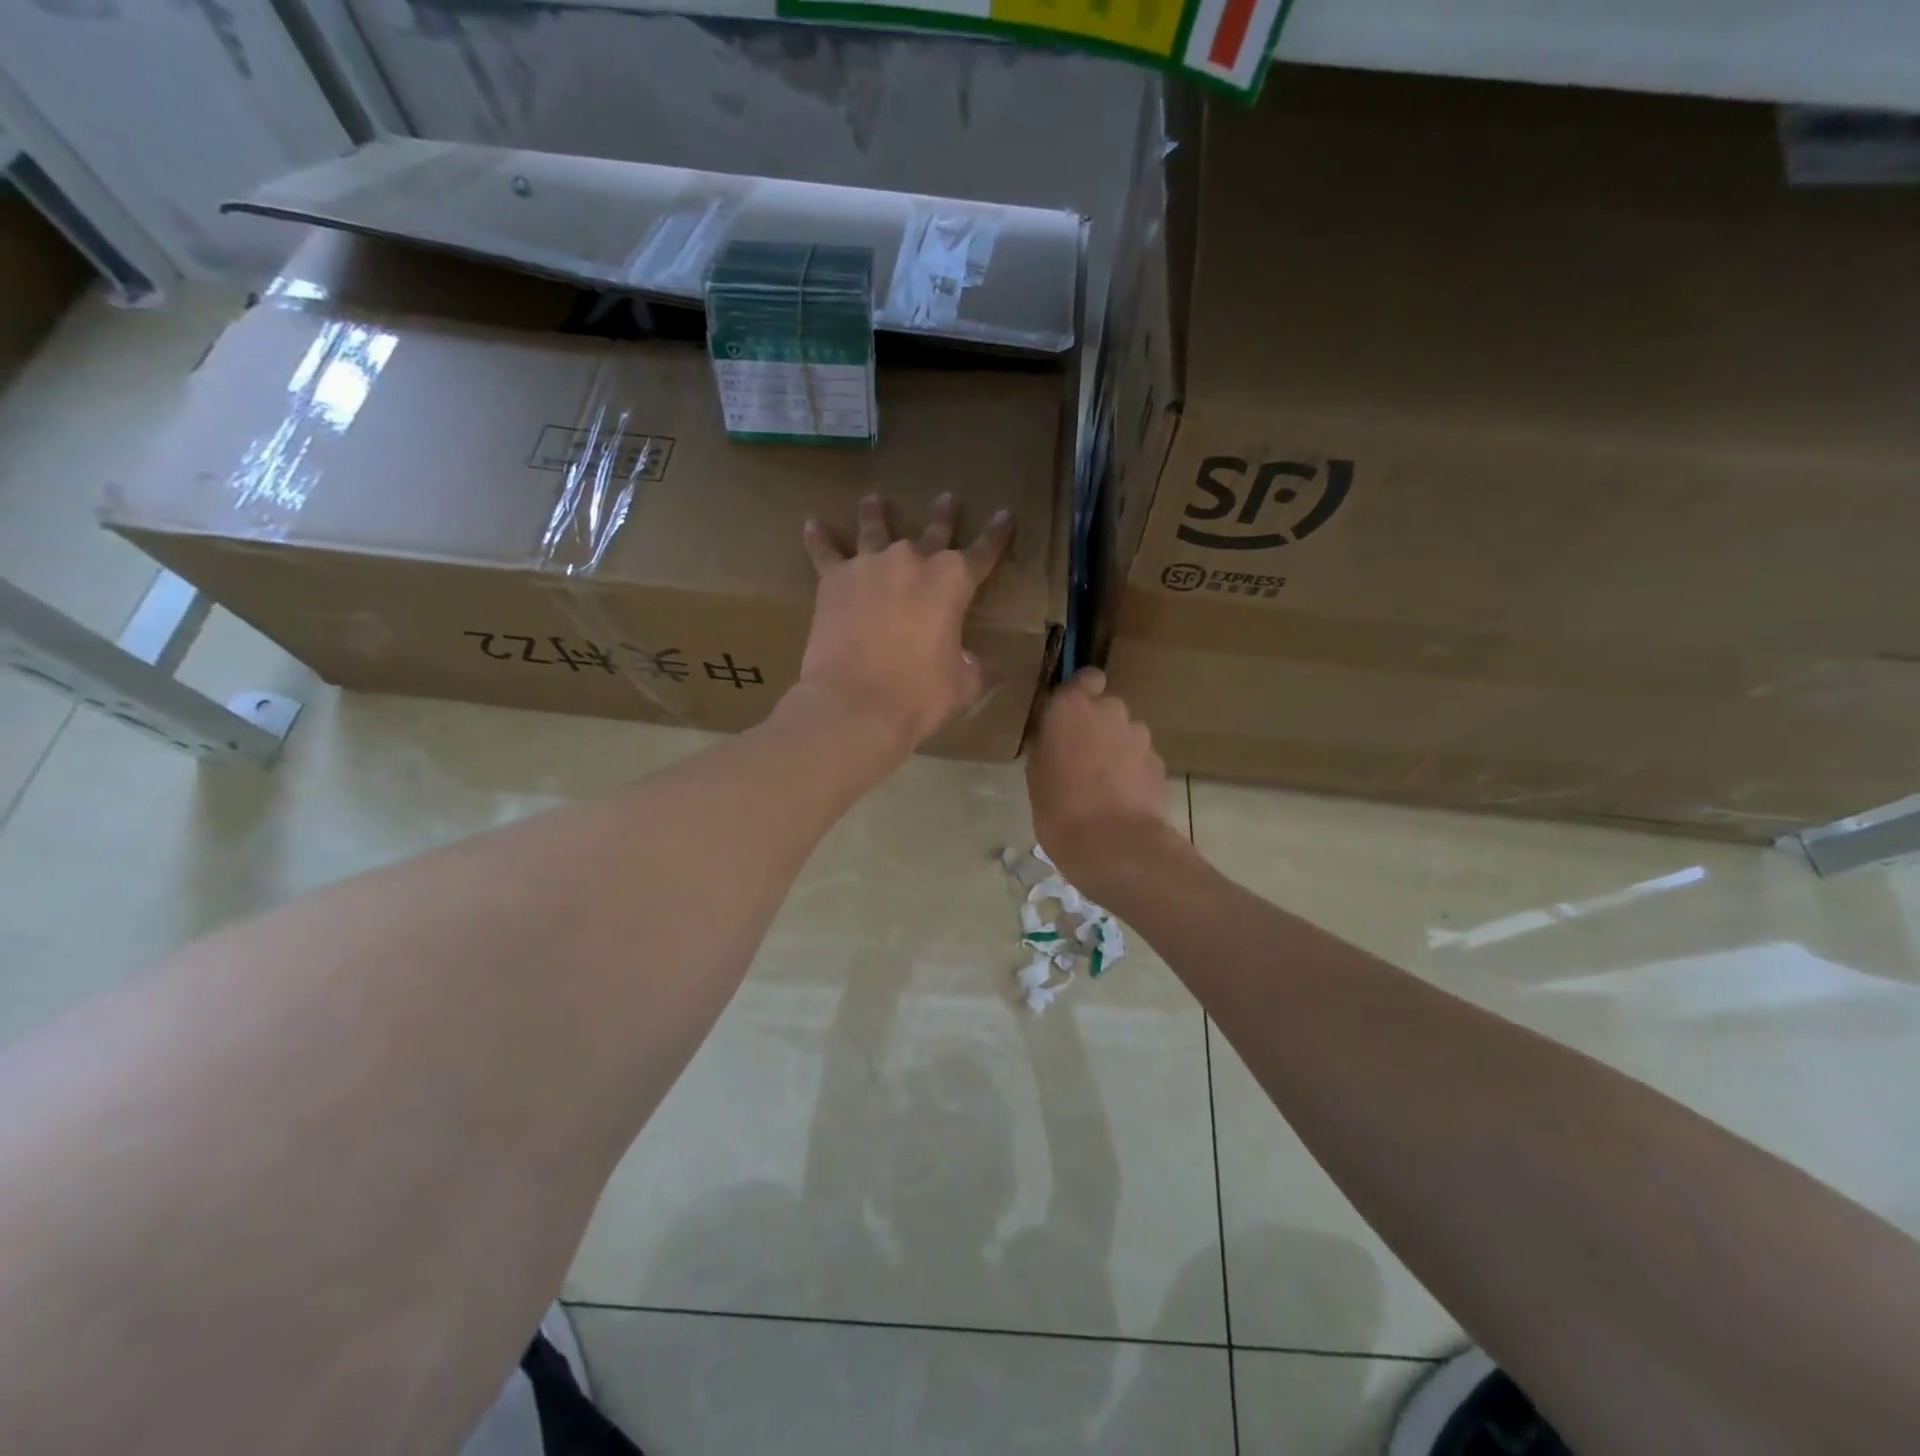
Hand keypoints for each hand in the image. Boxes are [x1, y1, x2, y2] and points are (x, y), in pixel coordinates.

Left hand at [796, 493, 1013, 754]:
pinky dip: (818, 539)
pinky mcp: (834, 580)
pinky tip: (811, 525)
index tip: (1005, 515)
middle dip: (943, 516)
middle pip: (933, 532)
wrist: (856, 704)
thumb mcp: (963, 684)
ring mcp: (870, 566)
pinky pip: (825, 552)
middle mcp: (912, 562)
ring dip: (877, 513)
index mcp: (953, 583)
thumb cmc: (919, 696)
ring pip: (875, 529)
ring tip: (874, 499)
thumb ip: (970, 664)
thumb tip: (969, 660)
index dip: (996, 535)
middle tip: (946, 498)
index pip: (983, 553)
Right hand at [1026, 668, 1170, 892]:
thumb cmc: (1060, 808)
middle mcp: (1110, 711)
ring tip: (1102, 785)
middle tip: (1080, 758)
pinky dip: (1132, 772)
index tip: (1068, 716)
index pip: (1085, 678)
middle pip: (1105, 708)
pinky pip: (1140, 759)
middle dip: (1096, 726)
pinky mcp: (1159, 763)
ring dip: (1116, 749)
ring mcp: (1140, 737)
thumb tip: (1052, 738)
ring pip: (1125, 734)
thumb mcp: (1035, 775)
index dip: (1080, 693)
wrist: (1115, 845)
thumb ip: (1046, 745)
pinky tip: (1121, 799)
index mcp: (1072, 707)